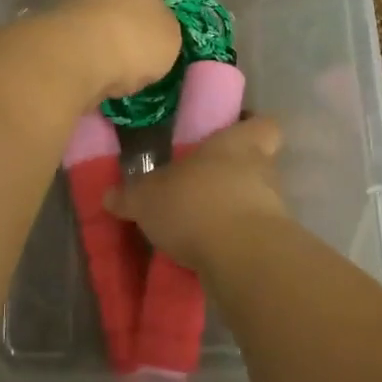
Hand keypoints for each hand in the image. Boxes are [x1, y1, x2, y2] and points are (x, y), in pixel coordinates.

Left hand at [52, 0, 189, 102]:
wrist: (72, 60)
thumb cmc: (132, 37)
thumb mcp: (171, 36)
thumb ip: (168, 28)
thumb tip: (157, 31)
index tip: (186, 12)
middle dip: (131, 3)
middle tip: (146, 26)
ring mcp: (69, 3)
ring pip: (95, 11)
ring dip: (108, 29)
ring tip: (125, 55)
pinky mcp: (51, 32)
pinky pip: (81, 39)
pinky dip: (92, 50)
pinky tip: (104, 68)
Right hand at [105, 117, 288, 269]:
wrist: (242, 258)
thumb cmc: (196, 203)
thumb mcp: (147, 198)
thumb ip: (130, 195)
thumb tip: (109, 195)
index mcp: (238, 143)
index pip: (261, 124)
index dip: (248, 127)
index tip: (228, 134)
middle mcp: (263, 170)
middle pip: (257, 164)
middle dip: (231, 174)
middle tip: (201, 184)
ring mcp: (272, 208)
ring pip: (253, 201)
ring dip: (230, 210)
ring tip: (197, 224)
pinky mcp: (271, 244)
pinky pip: (249, 235)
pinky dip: (231, 241)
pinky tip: (204, 251)